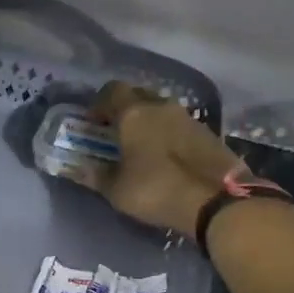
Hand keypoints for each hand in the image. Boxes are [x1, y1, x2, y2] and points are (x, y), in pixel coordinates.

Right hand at [87, 81, 243, 235]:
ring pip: (161, 110)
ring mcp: (188, 118)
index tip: (93, 123)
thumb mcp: (116, 190)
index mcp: (134, 114)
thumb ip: (95, 175)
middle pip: (138, 96)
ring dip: (149, 122)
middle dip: (124, 110)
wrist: (216, 201)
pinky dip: (169, 134)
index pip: (111, 91)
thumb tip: (77, 168)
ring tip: (142, 147)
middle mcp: (161, 107)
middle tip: (116, 133)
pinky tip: (167, 157)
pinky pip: (179, 125)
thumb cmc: (156, 190)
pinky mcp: (208, 133)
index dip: (99, 104)